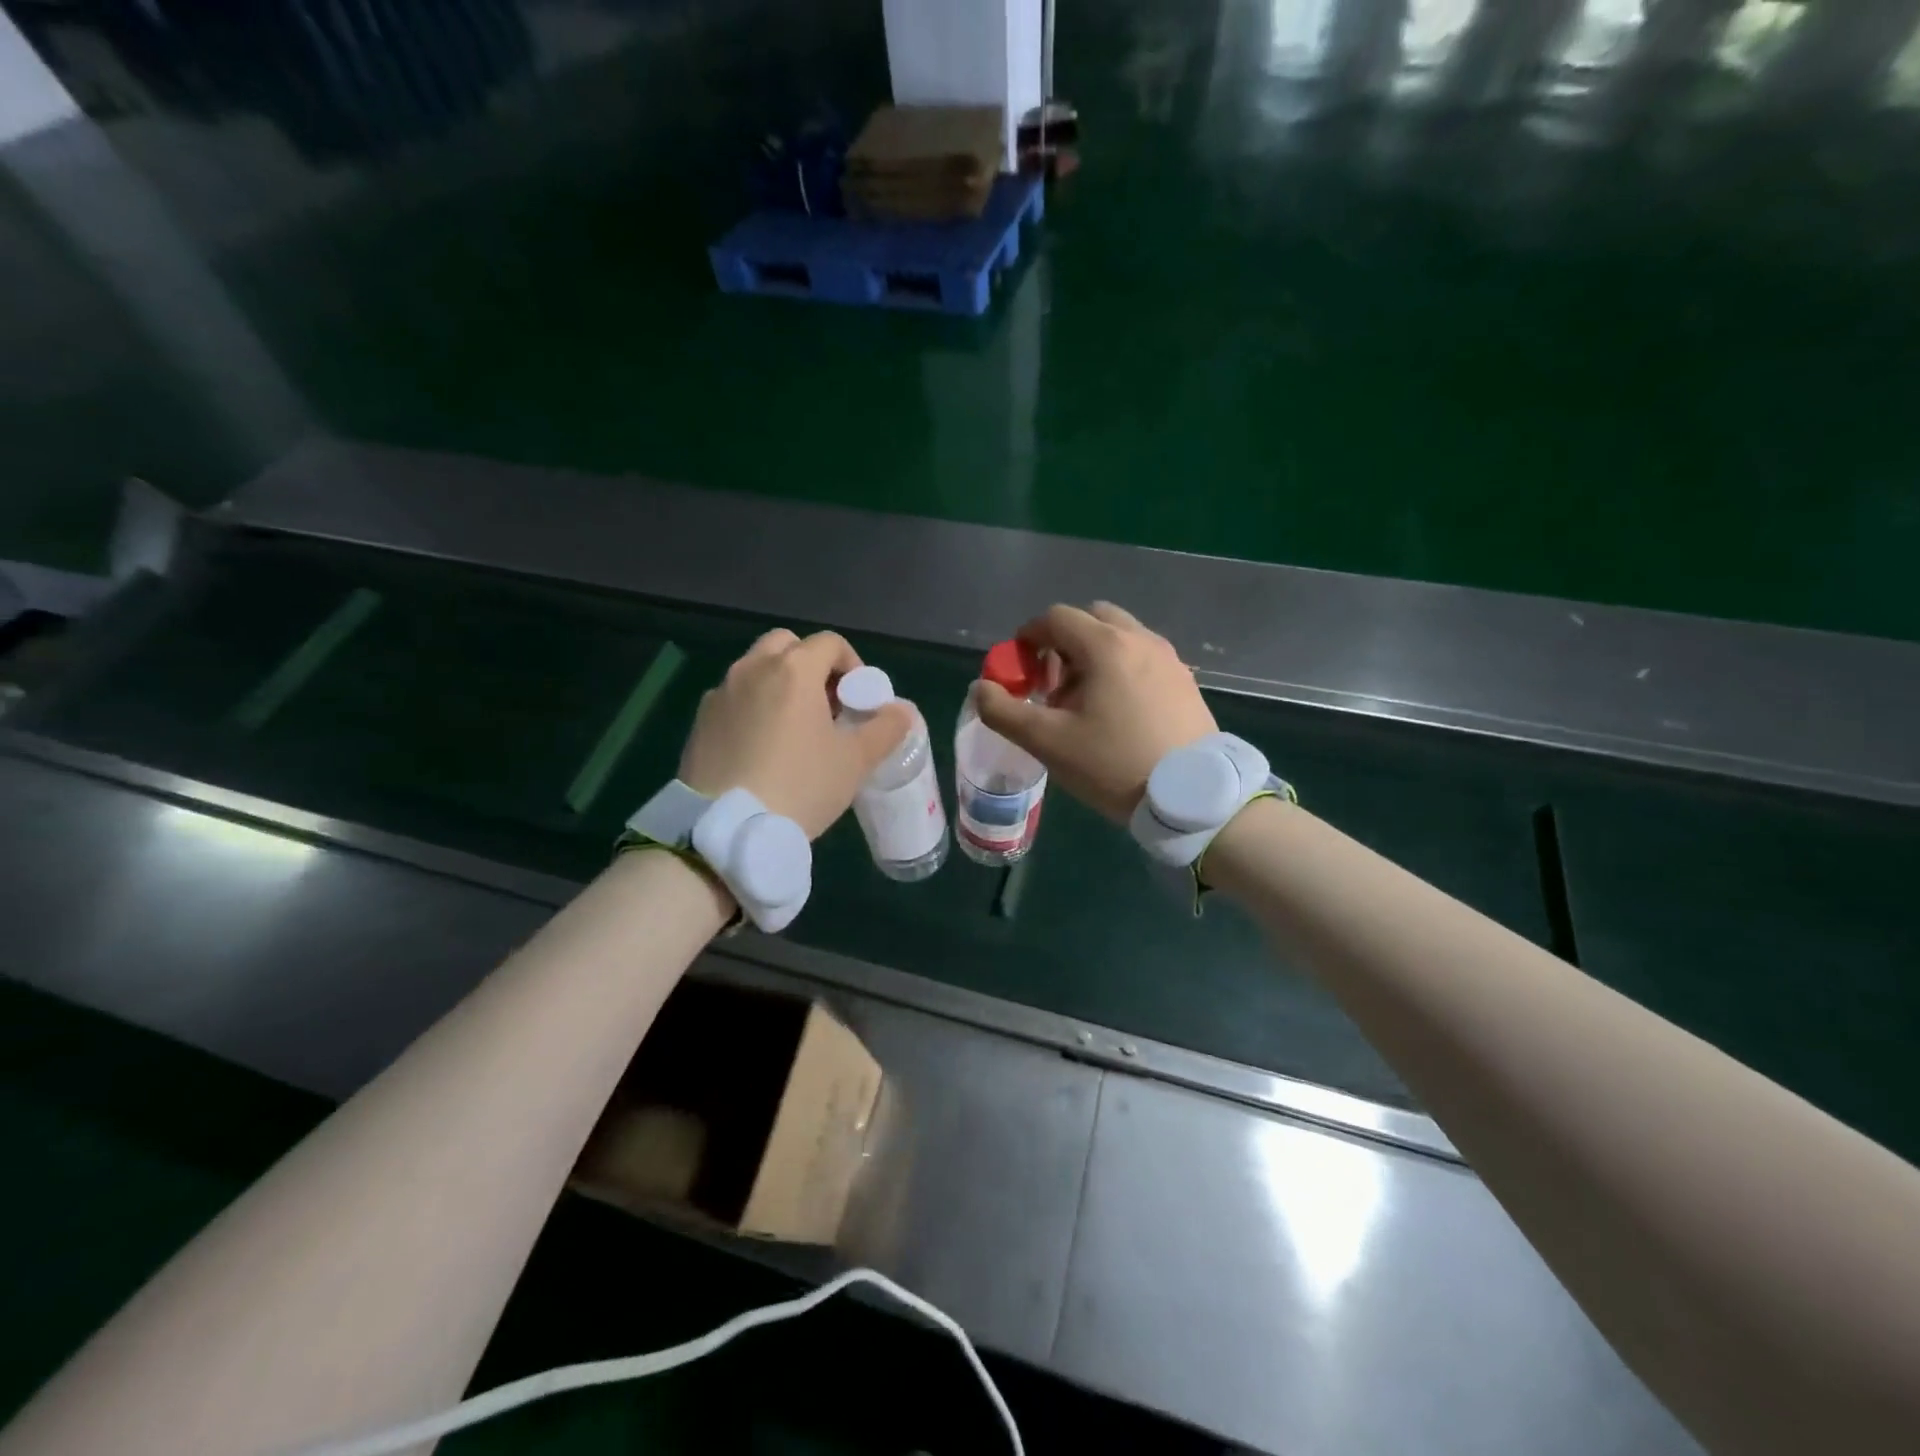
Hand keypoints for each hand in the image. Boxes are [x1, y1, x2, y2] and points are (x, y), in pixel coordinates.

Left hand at [680, 629, 910, 838]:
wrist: (728, 829)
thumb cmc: (801, 786)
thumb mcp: (855, 761)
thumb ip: (885, 728)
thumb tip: (902, 711)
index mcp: (794, 669)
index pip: (830, 643)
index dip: (852, 665)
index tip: (858, 700)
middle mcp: (753, 669)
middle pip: (787, 645)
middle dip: (811, 665)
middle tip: (826, 706)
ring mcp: (721, 693)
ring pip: (756, 669)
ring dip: (780, 684)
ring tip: (794, 729)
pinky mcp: (700, 721)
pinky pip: (734, 699)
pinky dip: (753, 707)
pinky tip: (761, 748)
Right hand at [975, 602, 1216, 823]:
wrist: (1191, 797)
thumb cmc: (1113, 764)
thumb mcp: (1048, 743)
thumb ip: (1004, 711)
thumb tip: (981, 688)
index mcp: (1106, 646)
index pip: (1056, 617)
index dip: (1029, 637)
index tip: (1021, 669)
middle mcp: (1140, 639)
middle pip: (1091, 618)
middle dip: (1063, 643)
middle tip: (1053, 684)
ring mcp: (1169, 658)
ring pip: (1120, 637)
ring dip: (1093, 655)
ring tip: (1085, 702)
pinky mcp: (1185, 680)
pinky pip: (1143, 657)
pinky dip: (1121, 668)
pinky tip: (1118, 712)